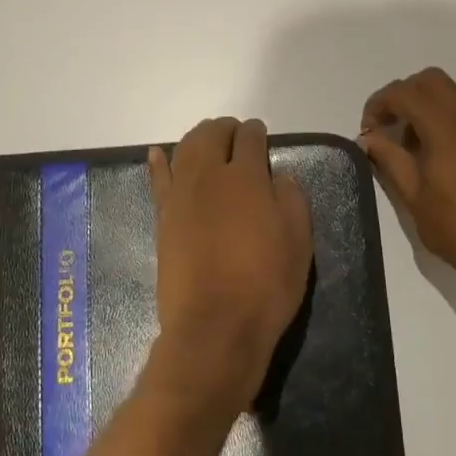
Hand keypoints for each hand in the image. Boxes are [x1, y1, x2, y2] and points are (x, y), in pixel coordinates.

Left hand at [143, 117, 312, 427]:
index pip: (249, 139)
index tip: (260, 135)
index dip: (256, 132)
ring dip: (197, 138)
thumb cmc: (265, 285)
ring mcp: (180, 196)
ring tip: (207, 140)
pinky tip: (158, 153)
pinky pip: (157, 179)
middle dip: (225, 129)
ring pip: (184, 150)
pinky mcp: (163, 218)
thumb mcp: (298, 242)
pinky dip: (158, 162)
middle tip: (235, 133)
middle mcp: (209, 176)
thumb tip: (278, 176)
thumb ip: (291, 200)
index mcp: (247, 178)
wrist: (215, 327)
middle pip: (211, 136)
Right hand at [360, 68, 455, 291]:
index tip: (368, 129)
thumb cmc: (453, 227)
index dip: (380, 103)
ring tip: (409, 146)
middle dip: (403, 95)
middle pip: (432, 80)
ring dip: (424, 108)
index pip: (406, 92)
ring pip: (452, 96)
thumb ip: (388, 158)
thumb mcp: (411, 194)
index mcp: (447, 129)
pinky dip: (444, 121)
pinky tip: (436, 157)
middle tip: (388, 127)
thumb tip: (368, 138)